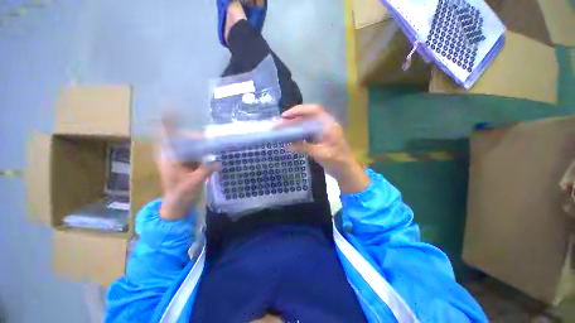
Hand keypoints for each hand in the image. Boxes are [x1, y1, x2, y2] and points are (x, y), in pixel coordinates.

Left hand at [157, 118, 216, 220]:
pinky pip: (196, 154)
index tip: (172, 111)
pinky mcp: (188, 164)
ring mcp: (181, 160)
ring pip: (190, 146)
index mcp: (169, 158)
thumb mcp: (193, 183)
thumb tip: (219, 163)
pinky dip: (203, 152)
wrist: (177, 205)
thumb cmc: (180, 194)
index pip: (166, 137)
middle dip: (194, 136)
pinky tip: (212, 151)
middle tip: (208, 137)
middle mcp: (173, 155)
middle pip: (181, 139)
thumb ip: (206, 171)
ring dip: (200, 144)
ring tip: (212, 142)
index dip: (168, 124)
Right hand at [281, 105, 368, 193]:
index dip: (299, 110)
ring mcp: (322, 132)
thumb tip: (287, 146)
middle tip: (279, 123)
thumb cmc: (337, 161)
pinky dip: (298, 133)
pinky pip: (307, 132)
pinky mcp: (320, 138)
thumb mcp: (321, 154)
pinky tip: (290, 136)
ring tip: (282, 128)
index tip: (285, 116)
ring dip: (294, 125)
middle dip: (293, 118)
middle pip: (308, 117)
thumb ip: (304, 148)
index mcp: (329, 125)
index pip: (314, 111)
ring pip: (306, 124)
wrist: (345, 170)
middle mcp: (325, 125)